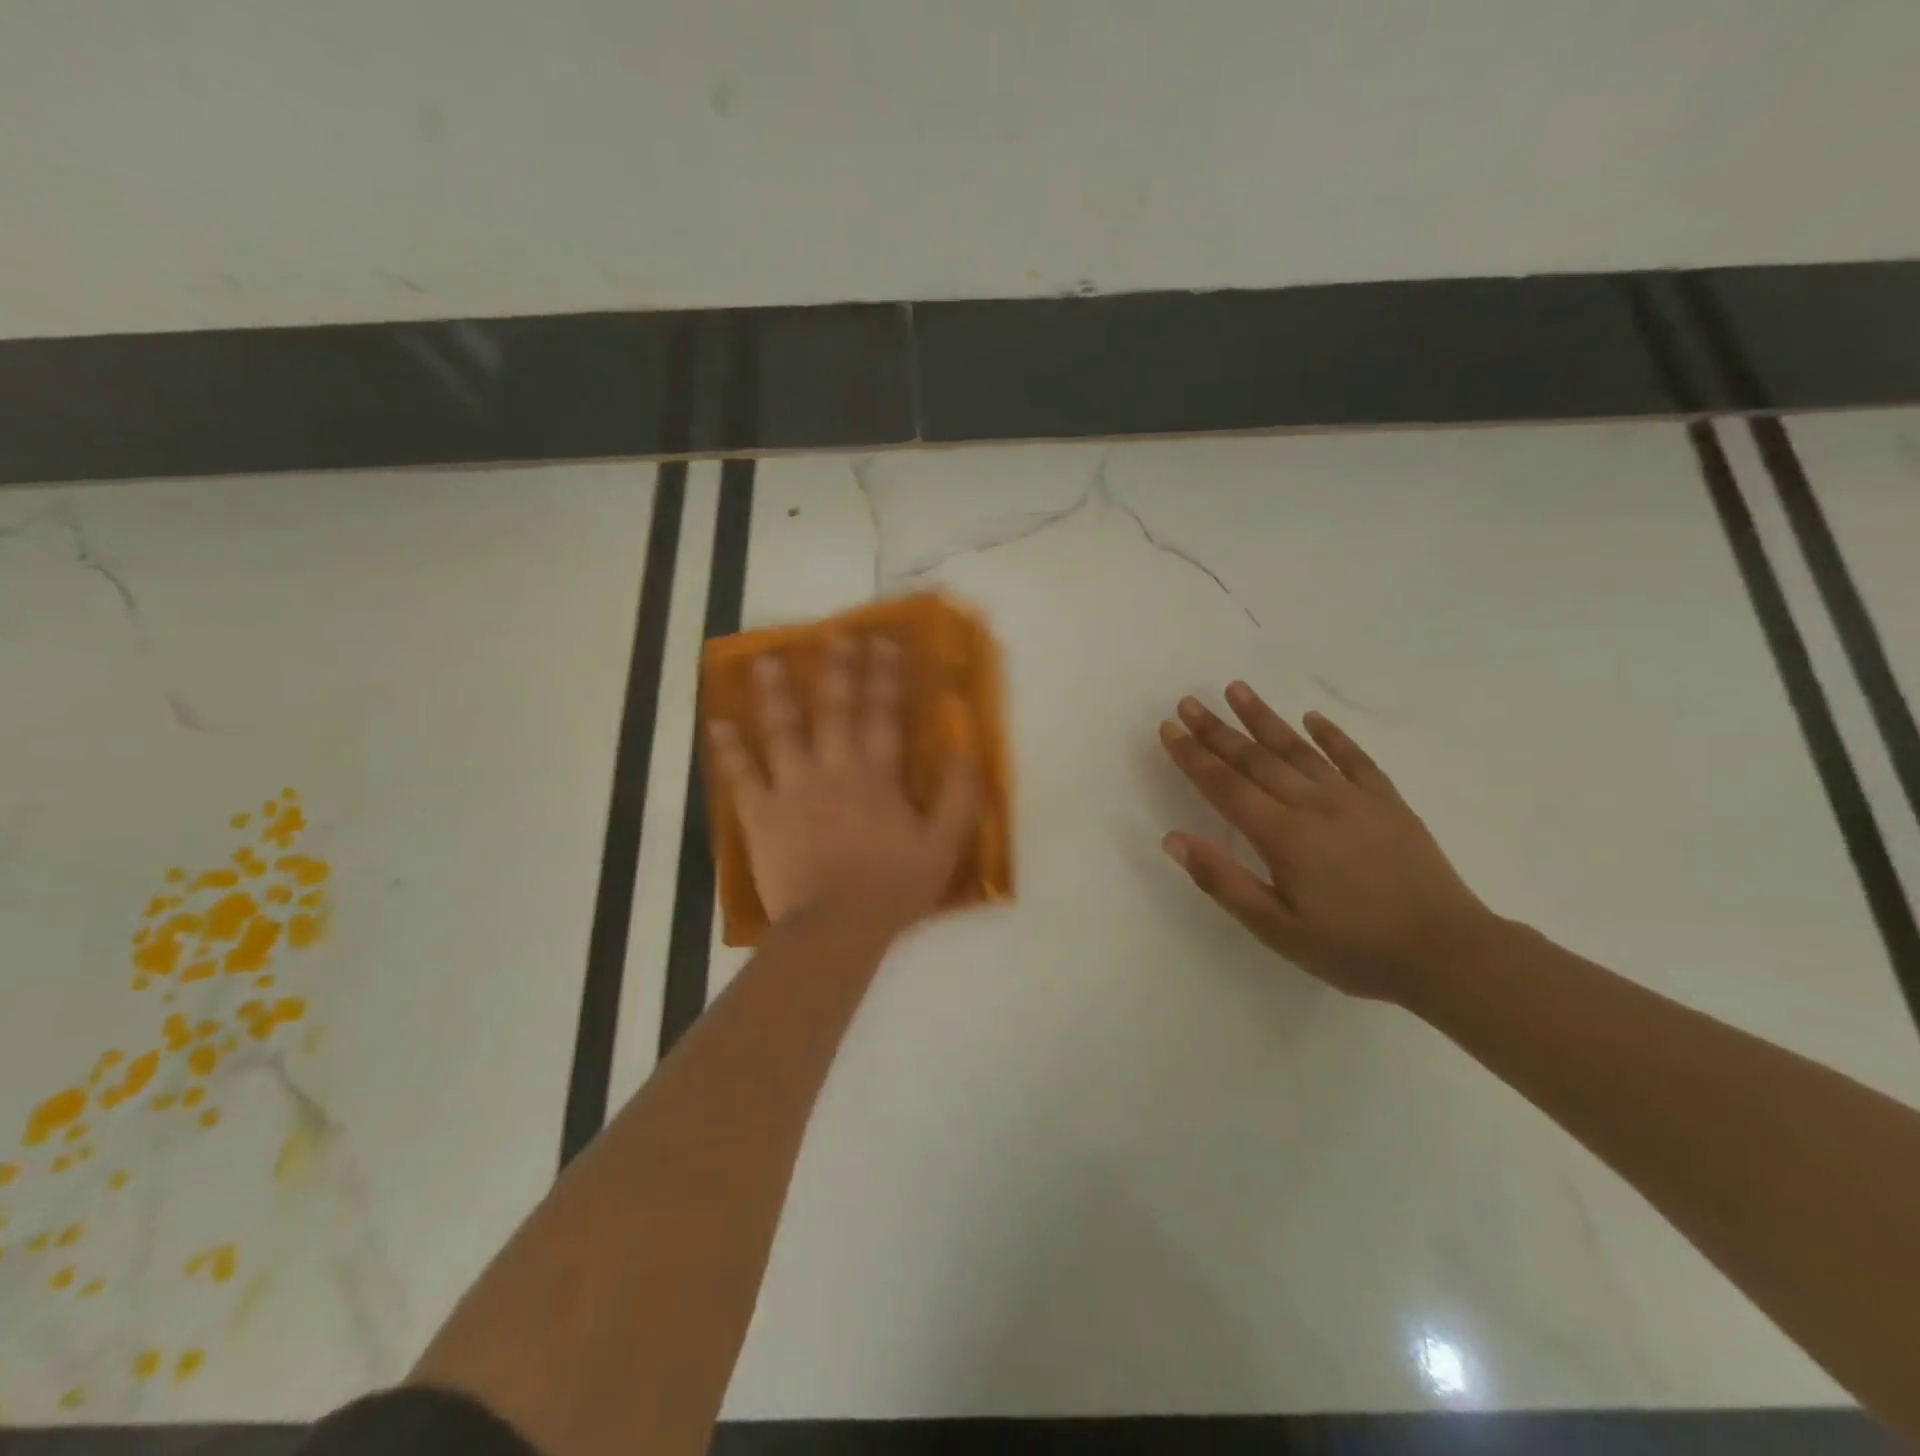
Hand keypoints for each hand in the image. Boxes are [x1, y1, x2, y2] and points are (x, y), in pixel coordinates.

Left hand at [708, 635, 979, 935]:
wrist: (837, 928)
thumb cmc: (894, 887)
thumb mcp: (945, 843)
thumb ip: (960, 791)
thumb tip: (966, 741)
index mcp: (877, 775)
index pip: (883, 714)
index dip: (884, 675)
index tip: (882, 641)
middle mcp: (834, 769)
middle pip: (834, 709)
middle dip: (836, 668)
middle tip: (832, 633)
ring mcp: (793, 788)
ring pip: (782, 730)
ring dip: (775, 693)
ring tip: (766, 660)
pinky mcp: (761, 814)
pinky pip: (742, 775)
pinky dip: (729, 749)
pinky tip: (718, 723)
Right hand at [1158, 682, 1493, 1000]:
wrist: (1448, 953)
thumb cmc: (1352, 948)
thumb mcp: (1275, 929)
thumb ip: (1222, 880)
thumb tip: (1173, 838)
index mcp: (1281, 835)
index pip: (1224, 786)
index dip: (1192, 756)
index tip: (1168, 729)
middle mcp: (1312, 804)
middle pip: (1255, 759)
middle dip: (1217, 729)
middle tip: (1189, 701)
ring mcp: (1354, 799)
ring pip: (1298, 749)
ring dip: (1264, 718)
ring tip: (1237, 689)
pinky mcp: (1388, 803)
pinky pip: (1355, 758)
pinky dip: (1332, 735)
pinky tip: (1314, 718)